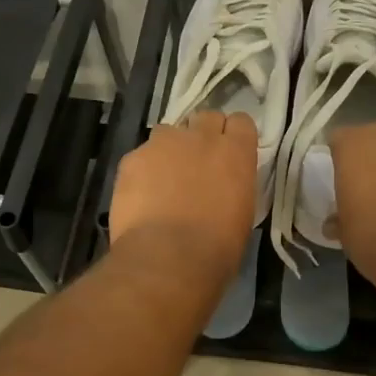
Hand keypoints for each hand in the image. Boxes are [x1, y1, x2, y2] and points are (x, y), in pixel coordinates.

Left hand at [109, 112, 257, 282]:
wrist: (169, 258)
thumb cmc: (217, 248)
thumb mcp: (242, 214)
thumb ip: (234, 186)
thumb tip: (224, 186)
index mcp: (236, 152)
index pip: (241, 123)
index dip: (233, 136)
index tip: (229, 154)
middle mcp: (201, 137)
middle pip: (205, 118)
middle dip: (202, 136)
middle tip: (197, 164)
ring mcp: (163, 144)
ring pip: (168, 132)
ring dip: (170, 150)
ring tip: (164, 179)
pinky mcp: (133, 158)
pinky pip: (140, 155)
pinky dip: (142, 170)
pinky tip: (141, 196)